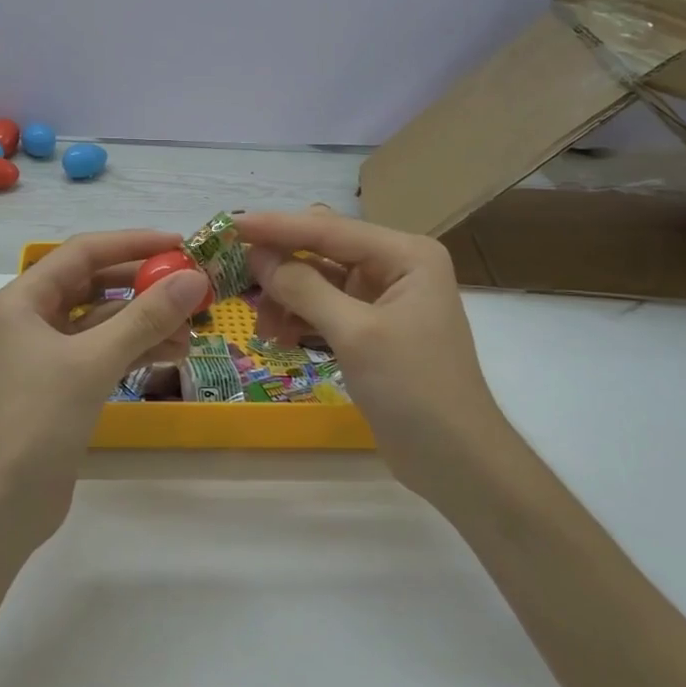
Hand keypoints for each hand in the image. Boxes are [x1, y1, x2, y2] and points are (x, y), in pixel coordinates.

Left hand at [0, 229, 210, 553]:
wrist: (3, 503)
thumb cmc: (39, 419)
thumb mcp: (94, 361)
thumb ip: (145, 317)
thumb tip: (194, 278)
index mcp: (21, 300)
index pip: (82, 253)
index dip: (132, 244)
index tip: (179, 245)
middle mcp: (30, 319)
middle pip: (93, 285)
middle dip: (142, 286)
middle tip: (191, 288)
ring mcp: (44, 355)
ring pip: (101, 322)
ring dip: (143, 321)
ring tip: (192, 329)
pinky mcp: (59, 386)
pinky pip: (101, 352)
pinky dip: (133, 349)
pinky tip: (171, 353)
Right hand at [235, 210, 512, 491]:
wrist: (456, 461)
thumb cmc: (414, 389)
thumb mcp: (356, 334)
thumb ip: (303, 289)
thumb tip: (256, 256)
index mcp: (405, 255)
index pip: (328, 229)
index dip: (276, 226)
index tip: (229, 225)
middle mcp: (395, 266)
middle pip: (321, 250)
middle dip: (279, 265)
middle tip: (235, 278)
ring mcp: (383, 298)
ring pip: (317, 280)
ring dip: (285, 298)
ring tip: (261, 327)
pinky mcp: (371, 328)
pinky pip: (323, 308)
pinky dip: (298, 319)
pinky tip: (279, 339)